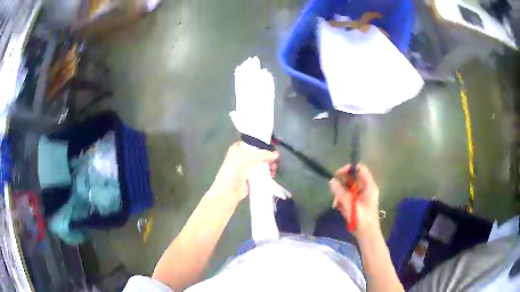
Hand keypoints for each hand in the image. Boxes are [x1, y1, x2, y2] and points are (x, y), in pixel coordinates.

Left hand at [211, 141, 278, 201]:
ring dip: (269, 165)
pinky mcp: (250, 176)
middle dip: (268, 157)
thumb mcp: (250, 158)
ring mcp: (247, 167)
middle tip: (275, 161)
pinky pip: (261, 172)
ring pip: (261, 163)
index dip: (263, 145)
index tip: (273, 148)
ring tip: (274, 169)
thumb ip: (264, 155)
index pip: (253, 143)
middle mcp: (242, 156)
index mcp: (239, 148)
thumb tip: (277, 154)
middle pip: (259, 154)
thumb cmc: (236, 169)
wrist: (229, 188)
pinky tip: (272, 174)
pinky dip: (267, 172)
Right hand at [330, 164, 379, 239]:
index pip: (360, 169)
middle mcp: (366, 189)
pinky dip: (342, 200)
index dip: (349, 169)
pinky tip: (337, 207)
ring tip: (335, 203)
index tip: (337, 174)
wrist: (367, 236)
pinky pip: (349, 196)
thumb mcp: (350, 206)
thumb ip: (341, 193)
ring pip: (349, 188)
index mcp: (369, 186)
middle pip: (353, 178)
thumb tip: (332, 181)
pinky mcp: (358, 203)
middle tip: (333, 191)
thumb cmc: (362, 220)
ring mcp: (362, 196)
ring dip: (340, 194)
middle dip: (342, 184)